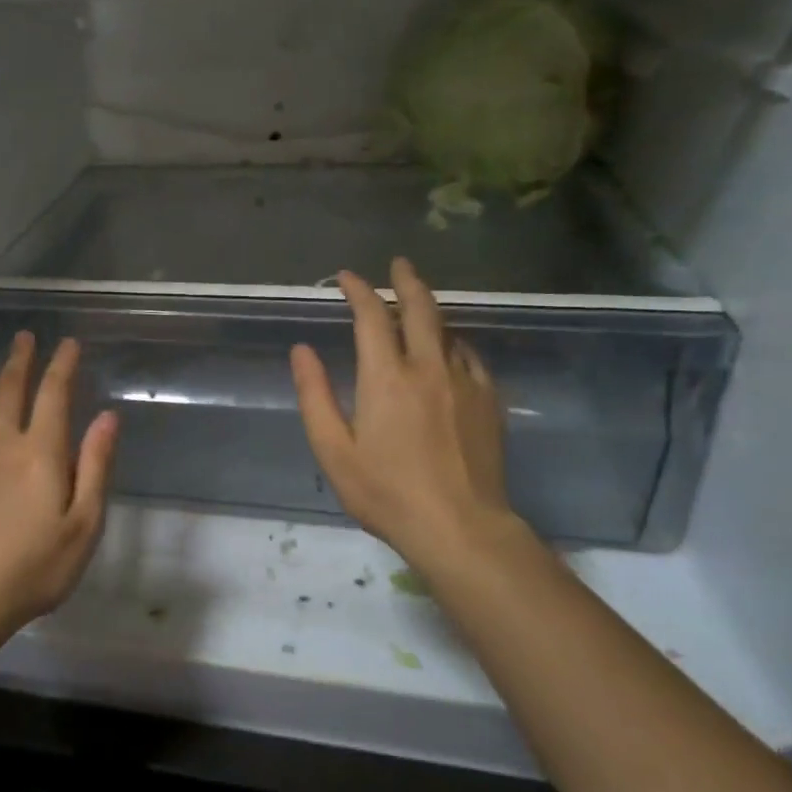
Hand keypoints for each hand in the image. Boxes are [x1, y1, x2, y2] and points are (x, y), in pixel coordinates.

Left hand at [0, 333, 118, 637]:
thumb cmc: (35, 567)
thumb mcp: (84, 524)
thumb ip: (95, 466)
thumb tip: (107, 417)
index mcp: (40, 450)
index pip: (54, 393)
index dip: (62, 364)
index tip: (69, 343)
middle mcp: (1, 442)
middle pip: (10, 388)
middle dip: (20, 359)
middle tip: (24, 337)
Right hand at [290, 258, 532, 580]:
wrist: (461, 528)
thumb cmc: (386, 493)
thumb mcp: (333, 450)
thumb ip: (315, 395)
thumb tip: (302, 350)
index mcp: (386, 377)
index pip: (371, 315)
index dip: (357, 289)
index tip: (346, 278)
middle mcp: (428, 367)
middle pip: (421, 308)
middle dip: (406, 280)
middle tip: (399, 263)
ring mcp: (464, 382)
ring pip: (449, 329)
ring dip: (431, 310)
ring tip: (419, 305)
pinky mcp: (489, 401)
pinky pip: (470, 357)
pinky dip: (454, 343)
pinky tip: (450, 351)